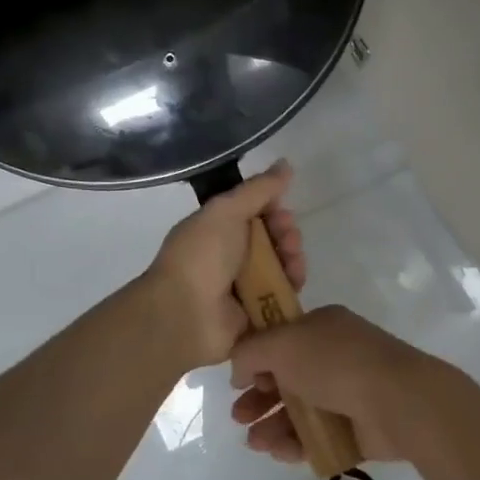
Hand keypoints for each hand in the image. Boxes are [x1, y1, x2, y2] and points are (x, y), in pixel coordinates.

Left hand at [141, 161, 305, 370]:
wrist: (186, 313)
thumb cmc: (202, 256)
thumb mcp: (226, 210)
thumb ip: (258, 188)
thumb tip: (285, 164)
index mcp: (216, 230)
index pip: (253, 214)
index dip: (273, 210)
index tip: (281, 210)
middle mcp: (228, 257)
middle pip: (271, 241)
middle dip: (286, 235)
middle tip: (287, 239)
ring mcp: (241, 289)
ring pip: (280, 268)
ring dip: (292, 260)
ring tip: (292, 263)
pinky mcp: (255, 316)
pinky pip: (282, 297)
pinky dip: (291, 288)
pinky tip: (294, 282)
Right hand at [229, 305, 447, 464]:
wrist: (399, 402)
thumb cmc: (336, 363)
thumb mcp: (282, 344)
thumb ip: (250, 352)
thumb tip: (239, 371)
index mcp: (321, 327)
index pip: (280, 339)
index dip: (256, 359)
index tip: (238, 380)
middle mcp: (334, 356)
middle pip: (286, 378)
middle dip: (258, 397)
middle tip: (238, 416)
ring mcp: (347, 393)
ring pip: (299, 410)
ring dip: (272, 424)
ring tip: (256, 443)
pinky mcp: (357, 428)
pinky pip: (318, 436)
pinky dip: (296, 443)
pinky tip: (280, 452)